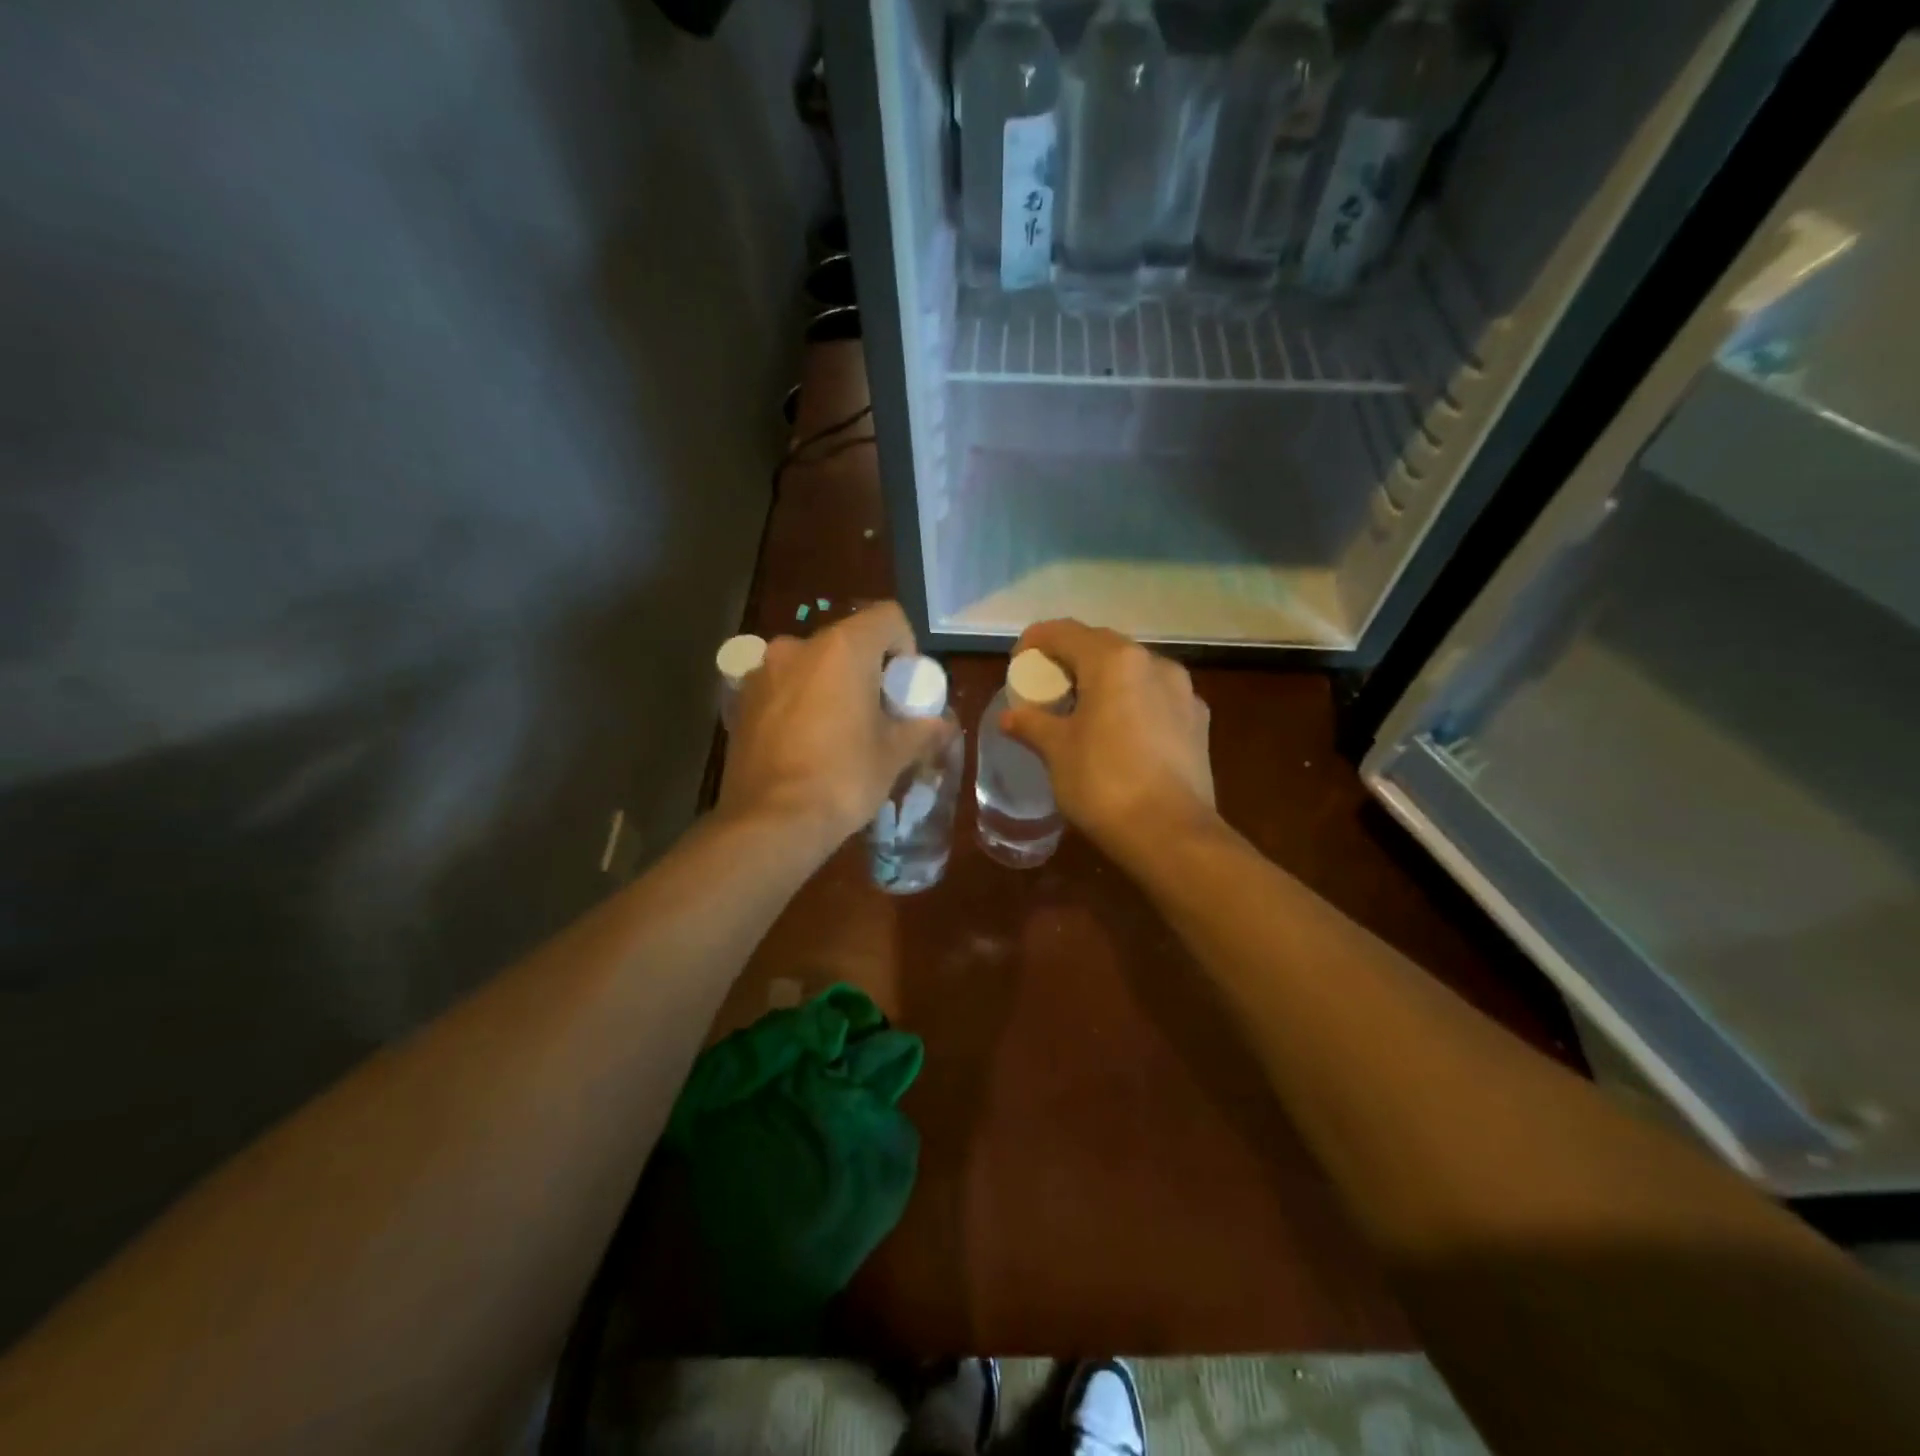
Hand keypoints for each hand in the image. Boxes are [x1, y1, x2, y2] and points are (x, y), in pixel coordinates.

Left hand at [719, 602, 945, 855]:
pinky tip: (805, 742)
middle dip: (868, 669)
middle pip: (847, 641)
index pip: (887, 617)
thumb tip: (943, 724)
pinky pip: (783, 687)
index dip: (906, 646)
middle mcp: (798, 647)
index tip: (905, 687)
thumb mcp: (894, 754)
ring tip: (839, 730)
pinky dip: (800, 701)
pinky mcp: (740, 700)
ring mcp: (763, 672)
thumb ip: (922, 729)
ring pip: (812, 664)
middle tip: (878, 712)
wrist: (772, 822)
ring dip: (831, 685)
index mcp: (842, 648)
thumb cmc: (843, 778)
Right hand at [1000, 619, 1217, 863]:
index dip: (1034, 642)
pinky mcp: (1199, 721)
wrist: (1171, 834)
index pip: (1064, 632)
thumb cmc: (1104, 783)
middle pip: (1101, 645)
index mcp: (1114, 660)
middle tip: (1046, 688)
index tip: (1017, 666)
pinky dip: (1131, 701)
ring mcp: (1183, 691)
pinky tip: (1120, 732)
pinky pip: (1155, 697)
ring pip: (1133, 670)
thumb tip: (1010, 716)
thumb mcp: (1057, 751)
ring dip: (1103, 679)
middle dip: (1069, 659)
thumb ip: (1032, 724)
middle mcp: (1154, 662)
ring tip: (1082, 710)